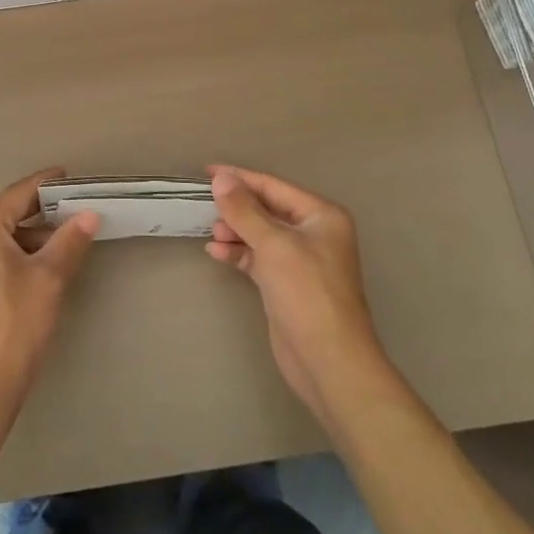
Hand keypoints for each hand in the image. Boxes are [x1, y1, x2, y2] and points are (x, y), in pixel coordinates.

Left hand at [0, 168, 99, 418]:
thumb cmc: (15, 325)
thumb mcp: (49, 278)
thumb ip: (70, 241)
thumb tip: (89, 214)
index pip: (18, 194)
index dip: (46, 182)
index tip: (71, 175)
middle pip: (10, 212)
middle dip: (45, 209)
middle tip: (79, 205)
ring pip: (7, 236)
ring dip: (38, 234)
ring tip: (73, 235)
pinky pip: (1, 254)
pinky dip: (26, 252)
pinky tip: (51, 261)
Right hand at [206, 165, 399, 427]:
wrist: (328, 360)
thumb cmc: (306, 293)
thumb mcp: (273, 245)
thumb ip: (244, 210)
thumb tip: (221, 179)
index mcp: (321, 216)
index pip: (274, 186)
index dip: (240, 178)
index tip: (207, 172)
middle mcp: (313, 233)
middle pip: (267, 209)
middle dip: (237, 207)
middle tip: (205, 206)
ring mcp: (301, 260)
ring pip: (261, 233)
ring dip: (235, 230)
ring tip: (212, 233)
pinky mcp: (287, 283)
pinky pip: (258, 257)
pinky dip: (239, 253)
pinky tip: (216, 253)